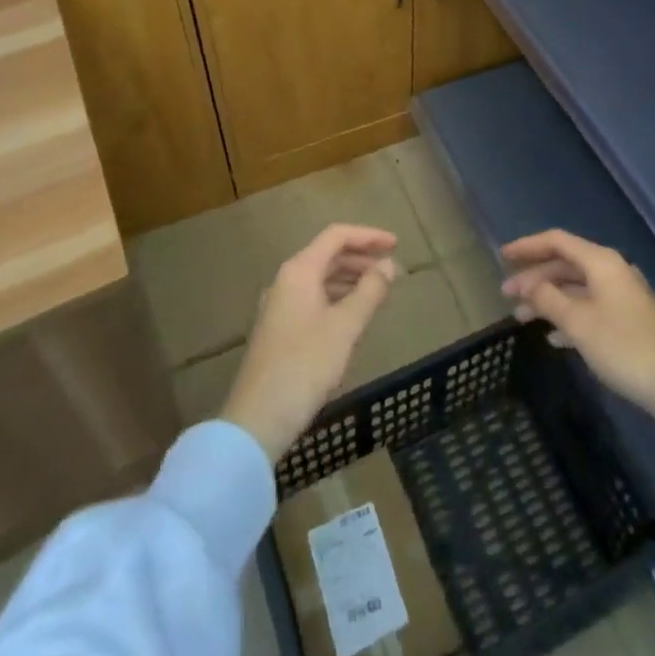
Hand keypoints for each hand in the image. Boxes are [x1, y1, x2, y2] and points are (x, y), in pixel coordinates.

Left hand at [222, 224, 400, 460]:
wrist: (258, 419)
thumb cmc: (304, 366)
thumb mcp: (345, 327)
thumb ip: (370, 291)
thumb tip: (389, 265)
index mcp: (299, 271)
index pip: (336, 236)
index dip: (368, 236)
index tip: (396, 245)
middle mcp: (286, 280)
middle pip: (328, 255)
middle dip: (362, 258)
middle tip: (392, 271)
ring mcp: (280, 305)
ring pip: (321, 279)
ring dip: (351, 279)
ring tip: (379, 292)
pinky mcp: (279, 329)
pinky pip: (314, 299)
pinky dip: (337, 298)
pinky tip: (353, 317)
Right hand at [502, 229, 654, 475]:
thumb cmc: (624, 347)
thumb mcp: (578, 322)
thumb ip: (548, 299)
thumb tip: (529, 284)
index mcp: (602, 262)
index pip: (557, 241)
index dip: (527, 246)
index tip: (502, 257)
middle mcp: (613, 271)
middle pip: (566, 264)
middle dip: (534, 278)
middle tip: (506, 295)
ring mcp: (623, 296)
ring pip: (577, 288)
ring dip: (549, 300)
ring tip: (521, 319)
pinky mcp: (630, 320)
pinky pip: (590, 308)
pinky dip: (569, 317)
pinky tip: (554, 338)